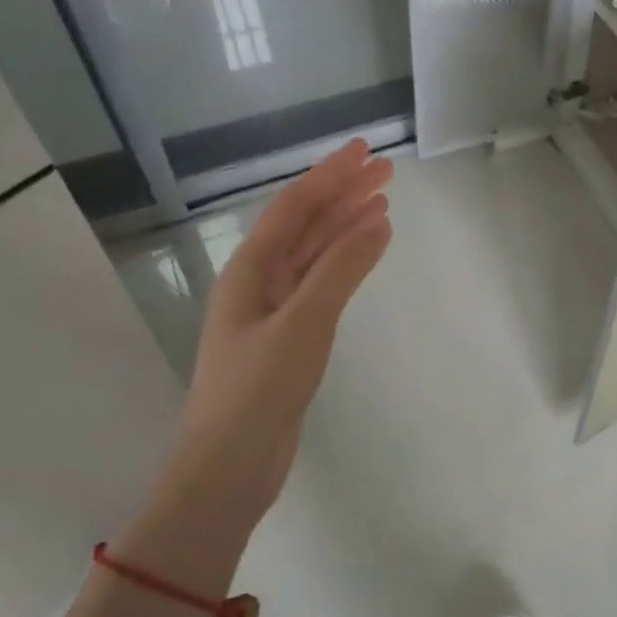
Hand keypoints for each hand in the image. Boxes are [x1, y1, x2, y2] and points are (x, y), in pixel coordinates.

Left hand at [170, 140, 393, 527]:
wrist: (229, 466)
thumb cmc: (258, 389)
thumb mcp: (304, 323)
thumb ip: (341, 269)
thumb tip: (380, 218)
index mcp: (251, 269)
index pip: (296, 207)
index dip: (331, 175)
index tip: (365, 150)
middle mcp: (259, 280)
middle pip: (306, 224)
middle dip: (343, 194)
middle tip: (386, 171)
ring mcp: (273, 309)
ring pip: (314, 253)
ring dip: (346, 225)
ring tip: (383, 203)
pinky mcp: (288, 336)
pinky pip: (320, 283)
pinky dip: (345, 263)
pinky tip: (366, 254)